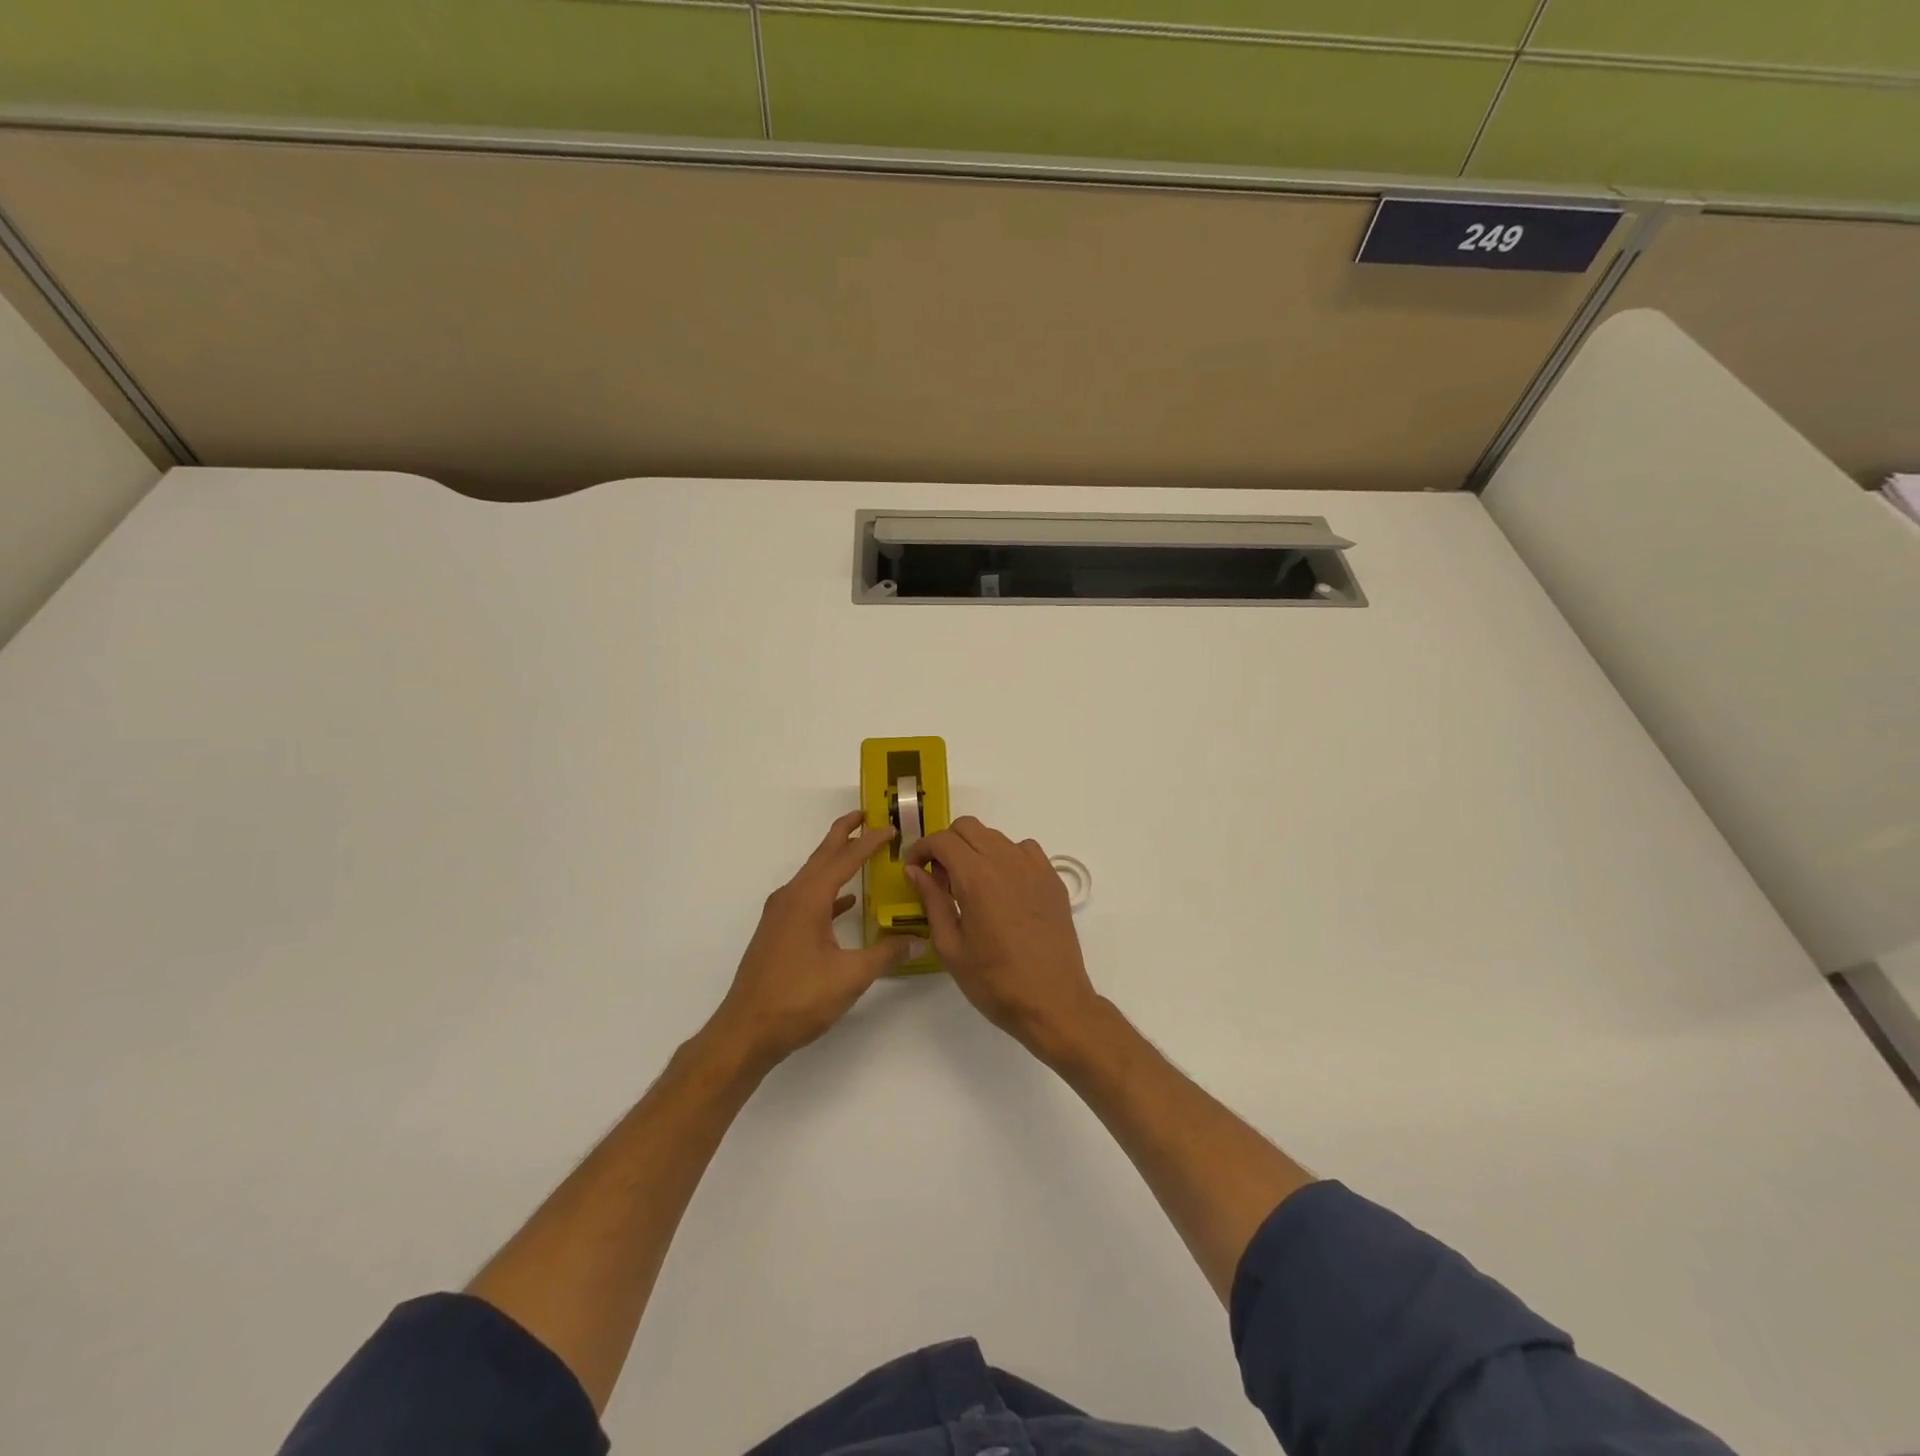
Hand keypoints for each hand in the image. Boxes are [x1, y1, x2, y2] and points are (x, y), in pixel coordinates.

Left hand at [709, 811, 917, 1068]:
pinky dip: (828, 892)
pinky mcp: (777, 932)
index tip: (890, 827)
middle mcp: (791, 898)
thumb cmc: (798, 998)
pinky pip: (807, 898)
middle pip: (822, 856)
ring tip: (859, 851)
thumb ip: (886, 954)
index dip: (869, 842)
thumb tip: (917, 939)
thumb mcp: (850, 976)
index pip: (844, 860)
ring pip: (812, 876)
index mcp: (808, 899)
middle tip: (866, 815)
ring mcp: (780, 915)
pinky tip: (846, 903)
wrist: (746, 1030)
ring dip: (835, 861)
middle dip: (843, 834)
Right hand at [904, 817, 1100, 1053]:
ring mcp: (1034, 867)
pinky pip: (1024, 850)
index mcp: (977, 877)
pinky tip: (1004, 887)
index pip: (942, 840)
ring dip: (976, 849)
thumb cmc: (995, 981)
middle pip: (968, 827)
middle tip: (939, 876)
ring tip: (971, 884)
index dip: (921, 849)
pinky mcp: (1053, 878)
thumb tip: (915, 870)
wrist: (1053, 1001)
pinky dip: (1006, 857)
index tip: (913, 868)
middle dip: (946, 843)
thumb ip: (932, 901)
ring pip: (996, 836)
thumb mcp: (951, 946)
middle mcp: (1006, 860)